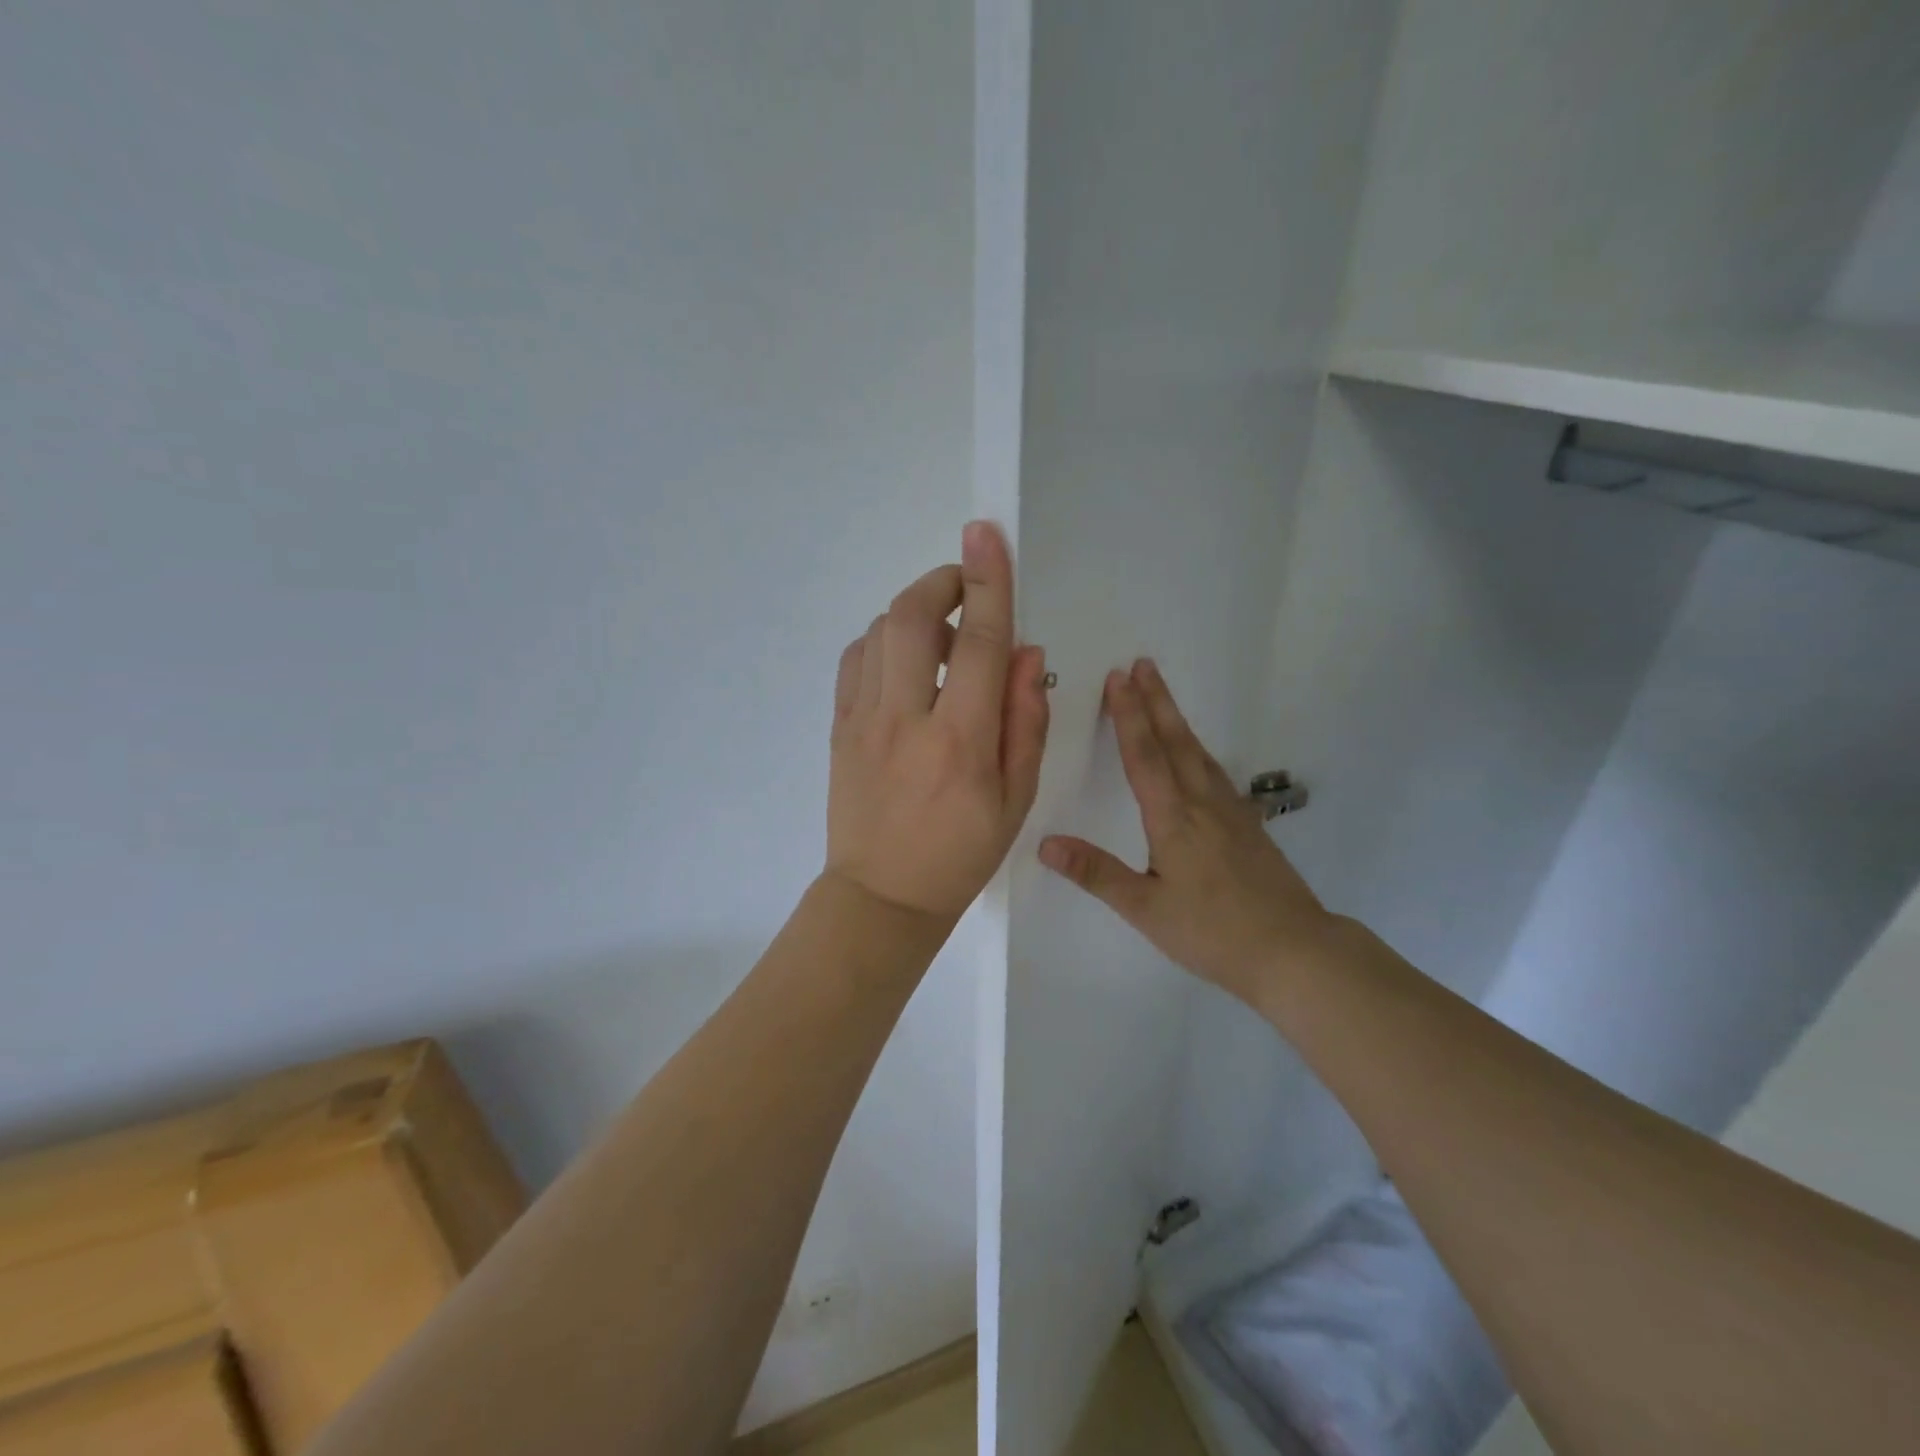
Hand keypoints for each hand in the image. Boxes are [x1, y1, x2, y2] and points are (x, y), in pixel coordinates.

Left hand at [826, 521, 1049, 921]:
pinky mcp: (838, 728)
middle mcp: (907, 721)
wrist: (883, 896)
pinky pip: (855, 660)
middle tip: (966, 585)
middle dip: (943, 582)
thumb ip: (1026, 720)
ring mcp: (863, 721)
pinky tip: (904, 662)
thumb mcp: (1016, 799)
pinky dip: (882, 641)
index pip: (981, 644)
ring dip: (916, 614)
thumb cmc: (961, 853)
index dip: (989, 583)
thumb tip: (1027, 651)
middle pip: (914, 619)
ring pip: (880, 632)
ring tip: (944, 639)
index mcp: (961, 743)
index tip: (988, 534)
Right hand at [1038, 659, 1331, 1005]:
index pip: (1144, 756)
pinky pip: (1214, 772)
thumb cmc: (1213, 932)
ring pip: (1198, 752)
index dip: (1129, 716)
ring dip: (1176, 719)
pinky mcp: (1248, 824)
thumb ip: (1096, 873)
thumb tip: (1045, 844)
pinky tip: (1196, 755)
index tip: (1118, 678)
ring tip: (1162, 694)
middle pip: (1176, 741)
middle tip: (1142, 663)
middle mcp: (1203, 803)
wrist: (1293, 950)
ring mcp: (1230, 811)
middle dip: (1156, 700)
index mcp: (1174, 819)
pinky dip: (1197, 748)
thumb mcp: (1146, 909)